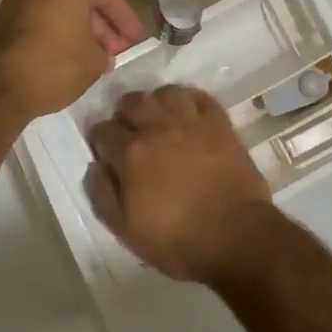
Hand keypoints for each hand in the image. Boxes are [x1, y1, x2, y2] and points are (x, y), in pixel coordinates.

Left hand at [0, 0, 144, 120]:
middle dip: (102, 24)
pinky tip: (69, 57)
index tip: (135, 40)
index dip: (126, 17)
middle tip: (116, 50)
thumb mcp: (94, 62)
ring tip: (95, 57)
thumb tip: (101, 52)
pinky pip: (41, 18)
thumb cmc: (53, 67)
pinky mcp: (3, 19)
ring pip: (59, 7)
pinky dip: (58, 32)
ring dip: (80, 28)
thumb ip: (105, 51)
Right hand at [85, 86, 277, 285]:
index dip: (99, 140)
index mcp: (130, 153)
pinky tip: (187, 114)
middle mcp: (157, 128)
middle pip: (131, 102)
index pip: (103, 130)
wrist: (236, 237)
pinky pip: (200, 97)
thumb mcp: (125, 229)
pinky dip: (189, 100)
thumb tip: (95, 166)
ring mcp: (191, 122)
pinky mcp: (220, 124)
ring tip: (158, 120)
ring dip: (156, 102)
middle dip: (123, 114)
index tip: (105, 153)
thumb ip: (102, 194)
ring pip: (165, 93)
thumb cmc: (176, 239)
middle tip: (129, 133)